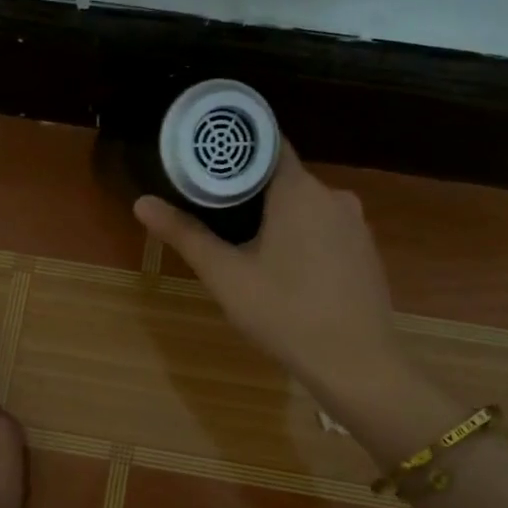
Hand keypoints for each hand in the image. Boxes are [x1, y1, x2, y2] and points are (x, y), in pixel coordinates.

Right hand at [135, 145, 400, 401]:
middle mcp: (334, 195)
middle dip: (249, 190)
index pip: (266, 144)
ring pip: (305, 205)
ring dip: (275, 216)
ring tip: (242, 242)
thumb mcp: (226, 276)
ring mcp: (355, 223)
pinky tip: (284, 268)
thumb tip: (142, 202)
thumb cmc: (285, 313)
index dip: (234, 149)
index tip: (204, 160)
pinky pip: (325, 228)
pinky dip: (301, 236)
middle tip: (211, 210)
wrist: (356, 363)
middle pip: (283, 177)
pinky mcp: (365, 250)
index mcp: (299, 190)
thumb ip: (185, 235)